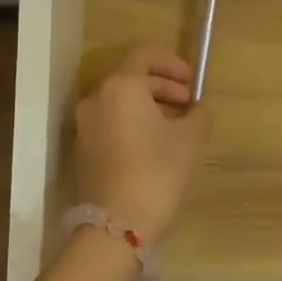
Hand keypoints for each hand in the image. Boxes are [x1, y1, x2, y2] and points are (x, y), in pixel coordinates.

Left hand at [73, 45, 212, 244]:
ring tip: (176, 128)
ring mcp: (85, 125)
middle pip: (132, 77)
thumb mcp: (191, 139)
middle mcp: (97, 98)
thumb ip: (198, 114)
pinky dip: (132, 122)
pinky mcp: (83, 148)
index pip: (145, 55)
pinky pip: (111, 121)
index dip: (172, 62)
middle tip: (189, 106)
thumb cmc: (158, 172)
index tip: (191, 82)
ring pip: (120, 101)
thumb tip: (195, 109)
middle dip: (163, 87)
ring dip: (149, 105)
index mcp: (121, 86)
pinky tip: (154, 145)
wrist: (116, 226)